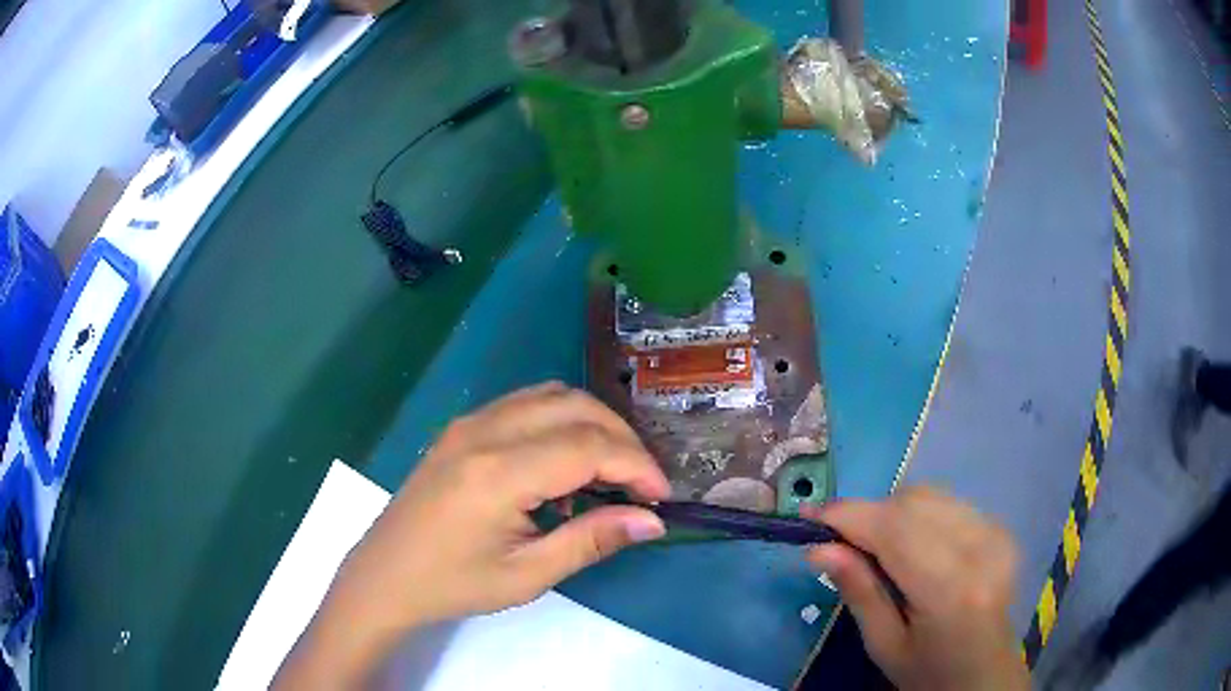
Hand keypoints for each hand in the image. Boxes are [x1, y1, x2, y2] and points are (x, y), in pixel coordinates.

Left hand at [276, 383, 669, 688]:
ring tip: (610, 472)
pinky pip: (526, 404)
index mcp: (499, 472)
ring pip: (552, 396)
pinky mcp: (462, 427)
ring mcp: (470, 422)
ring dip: (593, 424)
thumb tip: (652, 521)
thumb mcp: (528, 575)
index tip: (662, 497)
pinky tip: (562, 465)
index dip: (637, 466)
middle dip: (622, 438)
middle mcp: (485, 431)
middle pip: (576, 406)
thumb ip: (592, 540)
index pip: (589, 447)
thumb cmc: (454, 584)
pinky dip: (561, 421)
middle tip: (642, 484)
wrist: (386, 575)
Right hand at [804, 487, 1028, 690]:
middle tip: (842, 543)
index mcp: (950, 590)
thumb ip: (858, 592)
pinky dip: (920, 516)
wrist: (985, 676)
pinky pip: (950, 503)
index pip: (895, 530)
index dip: (848, 515)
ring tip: (878, 548)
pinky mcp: (1002, 529)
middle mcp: (980, 549)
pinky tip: (915, 547)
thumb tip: (818, 548)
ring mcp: (997, 534)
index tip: (808, 517)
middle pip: (913, 502)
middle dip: (869, 514)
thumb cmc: (928, 673)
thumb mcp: (884, 646)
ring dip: (894, 512)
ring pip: (931, 495)